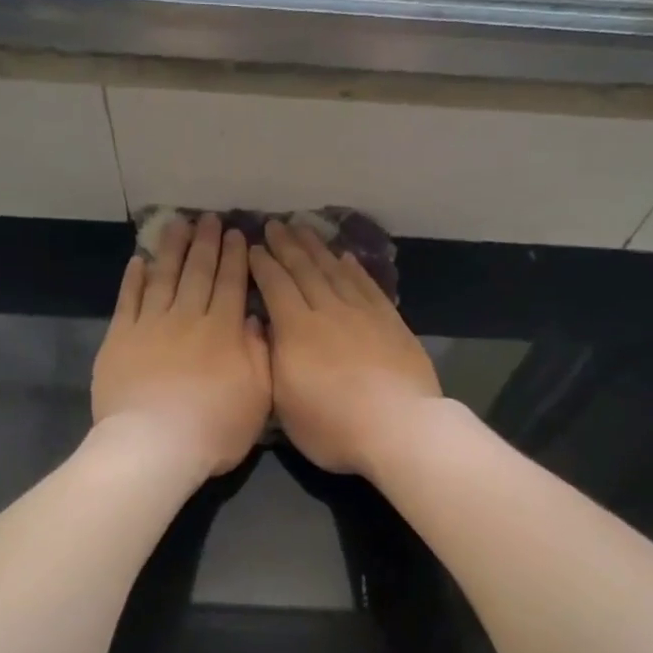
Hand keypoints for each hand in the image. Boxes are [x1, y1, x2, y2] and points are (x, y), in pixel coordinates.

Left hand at [92, 213, 271, 477]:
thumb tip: (252, 318)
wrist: (154, 445)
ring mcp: (150, 326)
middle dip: (205, 243)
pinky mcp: (120, 339)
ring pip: (163, 277)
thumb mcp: (258, 397)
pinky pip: (128, 300)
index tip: (238, 233)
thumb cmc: (214, 429)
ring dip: (171, 249)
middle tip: (209, 218)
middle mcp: (187, 318)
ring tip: (177, 224)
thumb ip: (259, 354)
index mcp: (222, 332)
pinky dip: (133, 278)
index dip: (235, 258)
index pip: (231, 285)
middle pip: (197, 273)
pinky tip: (138, 260)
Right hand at [249, 220, 440, 476]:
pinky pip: (367, 286)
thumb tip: (264, 330)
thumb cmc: (333, 427)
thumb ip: (272, 362)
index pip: (275, 286)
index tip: (253, 247)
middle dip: (287, 245)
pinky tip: (346, 257)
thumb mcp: (284, 404)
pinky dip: (354, 268)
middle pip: (304, 270)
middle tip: (275, 224)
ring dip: (318, 248)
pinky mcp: (390, 322)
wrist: (398, 428)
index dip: (262, 265)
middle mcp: (328, 312)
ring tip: (304, 228)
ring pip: (335, 271)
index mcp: (296, 331)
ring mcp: (362, 314)